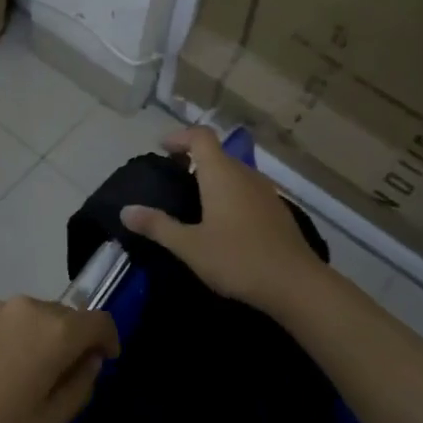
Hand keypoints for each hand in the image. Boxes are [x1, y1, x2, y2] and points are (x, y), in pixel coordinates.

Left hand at [0, 296, 120, 422]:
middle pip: (62, 316)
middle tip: (58, 378)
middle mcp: (25, 307)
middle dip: (69, 340)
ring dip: (33, 338)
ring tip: (14, 378)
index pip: (98, 320)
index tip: (104, 361)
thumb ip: (79, 386)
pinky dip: (2, 338)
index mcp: (54, 331)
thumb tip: (88, 361)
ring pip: (26, 317)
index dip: (108, 340)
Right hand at [120, 126, 329, 314]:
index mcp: (221, 174)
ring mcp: (265, 192)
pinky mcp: (277, 211)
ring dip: (212, 176)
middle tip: (171, 177)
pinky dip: (229, 193)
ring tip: (193, 200)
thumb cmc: (238, 259)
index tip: (162, 149)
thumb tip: (125, 210)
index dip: (179, 137)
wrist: (297, 285)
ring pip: (234, 172)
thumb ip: (157, 226)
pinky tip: (222, 222)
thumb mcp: (189, 246)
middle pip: (217, 153)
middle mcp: (245, 174)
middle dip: (192, 158)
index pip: (200, 136)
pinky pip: (247, 190)